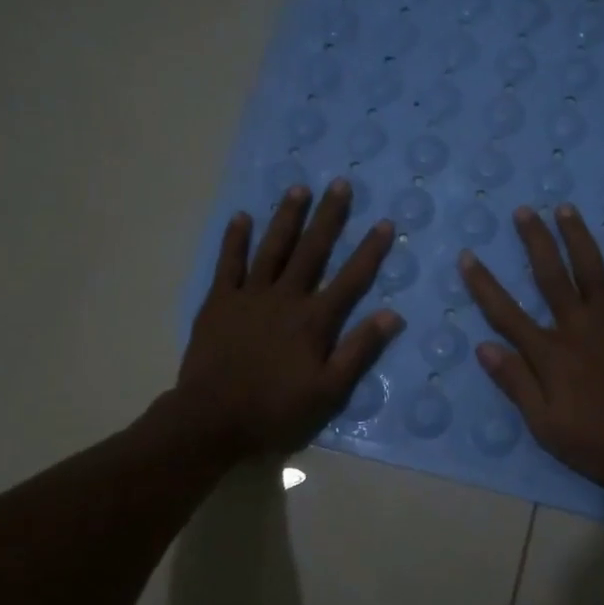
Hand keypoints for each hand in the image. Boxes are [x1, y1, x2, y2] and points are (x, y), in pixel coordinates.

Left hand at [175, 181, 401, 458]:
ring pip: (272, 249)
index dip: (369, 251)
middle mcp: (285, 298)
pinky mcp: (219, 302)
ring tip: (298, 189)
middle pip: (312, 251)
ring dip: (286, 218)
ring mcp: (249, 296)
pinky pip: (228, 264)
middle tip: (339, 184)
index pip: (350, 279)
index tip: (385, 223)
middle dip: (328, 217)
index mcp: (314, 320)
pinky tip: (242, 217)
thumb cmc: (275, 410)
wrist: (211, 420)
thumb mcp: (328, 391)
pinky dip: (235, 240)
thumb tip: (392, 315)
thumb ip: (359, 351)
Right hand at [459, 204, 603, 486]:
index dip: (484, 284)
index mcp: (550, 353)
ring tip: (566, 208)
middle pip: (551, 276)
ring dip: (579, 237)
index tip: (468, 256)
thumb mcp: (545, 426)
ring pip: (594, 270)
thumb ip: (516, 383)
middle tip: (523, 210)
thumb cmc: (600, 443)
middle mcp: (578, 326)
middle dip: (535, 241)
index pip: (507, 313)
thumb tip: (484, 347)